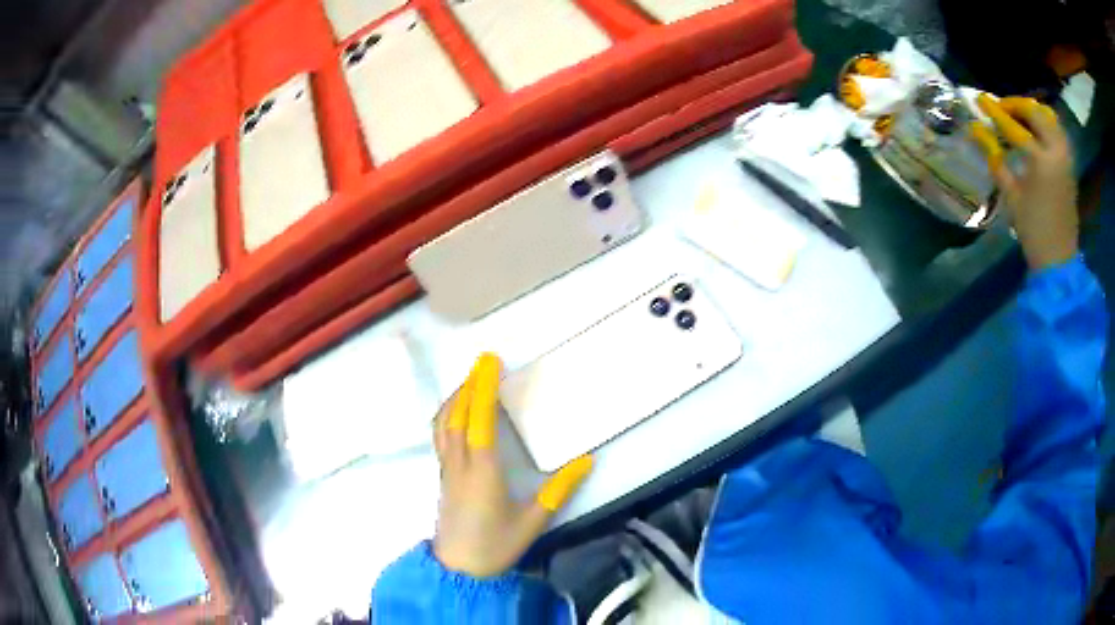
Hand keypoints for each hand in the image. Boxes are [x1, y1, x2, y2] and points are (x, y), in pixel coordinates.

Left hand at [432, 353, 592, 577]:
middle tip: (483, 362)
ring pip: (443, 423)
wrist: (459, 569)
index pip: (479, 419)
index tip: (489, 362)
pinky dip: (447, 414)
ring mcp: (447, 469)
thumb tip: (587, 460)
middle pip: (457, 414)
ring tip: (471, 380)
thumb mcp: (534, 520)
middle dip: (469, 384)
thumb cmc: (496, 545)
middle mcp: (460, 463)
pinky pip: (439, 435)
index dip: (483, 387)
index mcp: (482, 470)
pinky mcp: (443, 476)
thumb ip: (559, 490)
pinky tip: (456, 412)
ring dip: (455, 397)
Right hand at [971, 95, 1077, 269]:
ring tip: (1020, 115)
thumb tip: (976, 130)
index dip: (996, 112)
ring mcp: (1065, 158)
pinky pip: (1058, 131)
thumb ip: (995, 158)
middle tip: (1002, 108)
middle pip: (1035, 112)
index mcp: (1041, 161)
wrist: (1059, 260)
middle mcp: (1056, 152)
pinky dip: (1046, 123)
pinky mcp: (1070, 165)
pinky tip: (1037, 130)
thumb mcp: (1011, 195)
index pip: (1014, 126)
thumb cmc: (1033, 231)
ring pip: (1049, 118)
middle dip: (1016, 105)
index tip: (981, 100)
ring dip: (1033, 111)